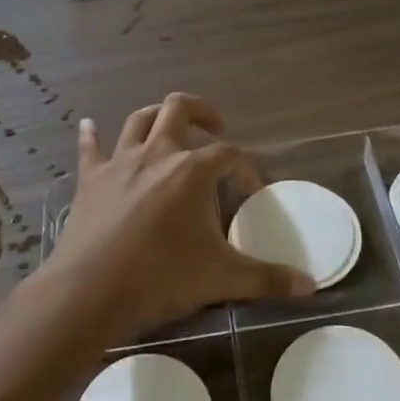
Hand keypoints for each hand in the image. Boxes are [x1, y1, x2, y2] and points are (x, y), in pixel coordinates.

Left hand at [37, 94, 313, 344]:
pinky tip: (89, 126)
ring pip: (139, 120)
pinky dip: (92, 136)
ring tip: (170, 128)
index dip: (246, 168)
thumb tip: (310, 286)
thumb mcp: (221, 278)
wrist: (89, 292)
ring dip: (157, 116)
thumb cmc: (160, 278)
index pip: (229, 154)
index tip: (254, 190)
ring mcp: (119, 162)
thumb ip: (266, 278)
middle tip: (215, 128)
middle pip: (179, 109)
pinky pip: (90, 148)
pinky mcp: (90, 179)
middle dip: (201, 111)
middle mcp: (156, 153)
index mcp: (191, 170)